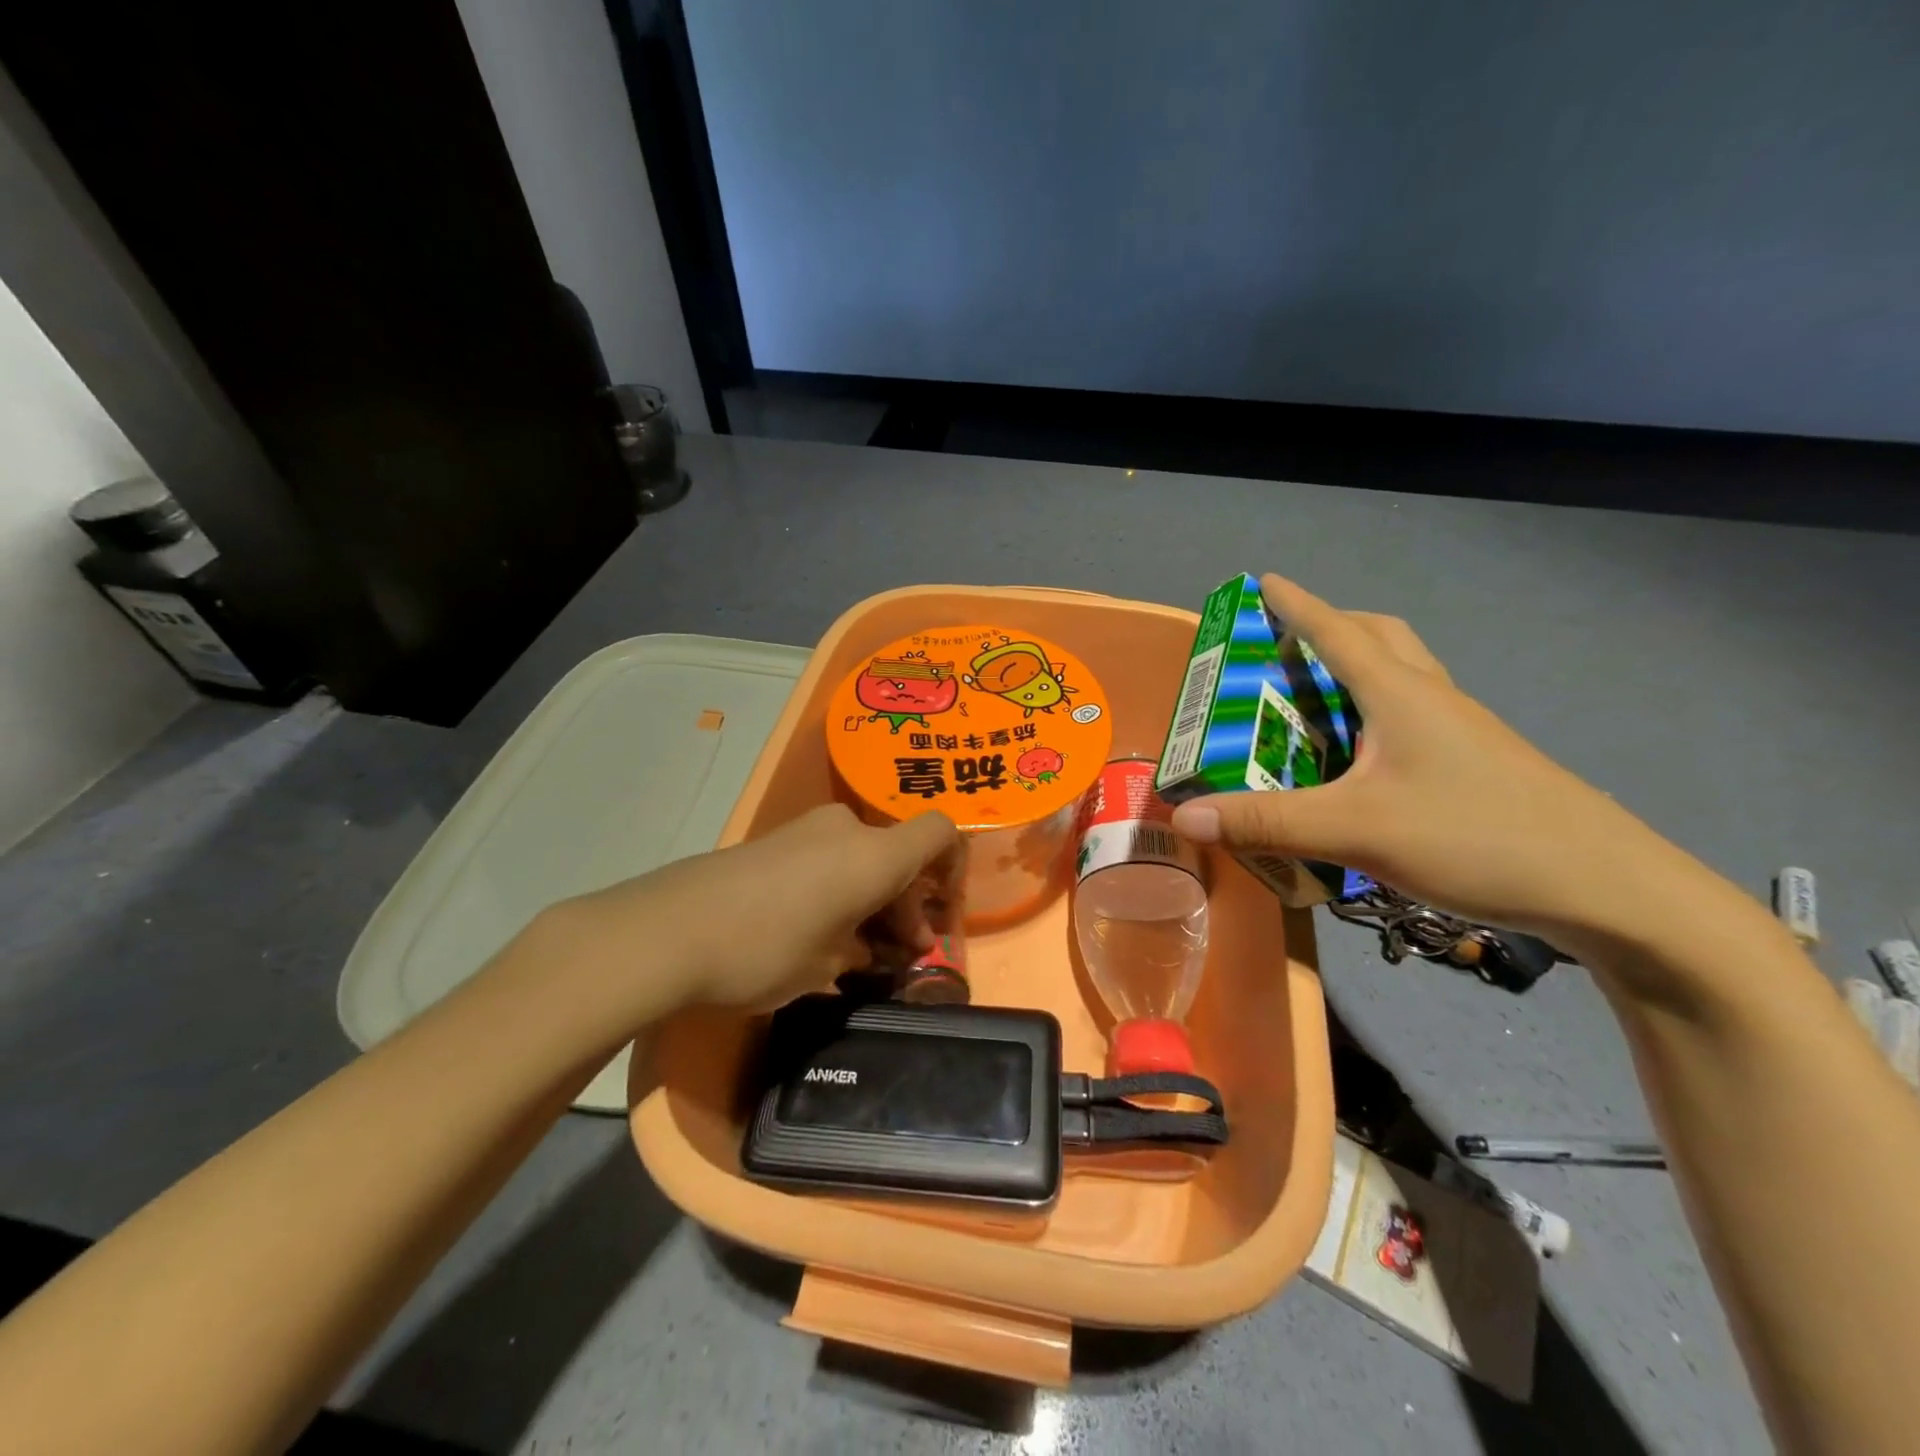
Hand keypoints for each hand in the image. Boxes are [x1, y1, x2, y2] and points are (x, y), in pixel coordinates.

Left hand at [550, 804, 964, 1019]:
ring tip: (856, 949)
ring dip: (872, 896)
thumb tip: (875, 946)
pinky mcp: (774, 840)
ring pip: (862, 856)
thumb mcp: (827, 965)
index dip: (952, 867)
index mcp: (873, 854)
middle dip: (907, 901)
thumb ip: (865, 949)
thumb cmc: (764, 951)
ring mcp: (806, 830)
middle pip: (899, 853)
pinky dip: (839, 886)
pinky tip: (817, 930)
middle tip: (900, 953)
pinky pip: (828, 856)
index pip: (939, 833)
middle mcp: (846, 829)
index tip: (940, 913)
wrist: (666, 929)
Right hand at [1169, 574, 1684, 942]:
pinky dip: (1375, 720)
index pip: (1338, 631)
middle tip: (1287, 648)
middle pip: (1382, 639)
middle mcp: (1433, 701)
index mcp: (1401, 694)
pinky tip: (1357, 766)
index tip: (1263, 581)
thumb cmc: (1477, 837)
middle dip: (1333, 628)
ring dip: (1356, 673)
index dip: (1296, 605)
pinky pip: (1413, 721)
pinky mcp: (1476, 769)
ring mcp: (1461, 735)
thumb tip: (1183, 815)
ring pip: (1403, 679)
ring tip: (1312, 705)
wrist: (1608, 891)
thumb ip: (1267, 821)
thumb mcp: (1357, 830)